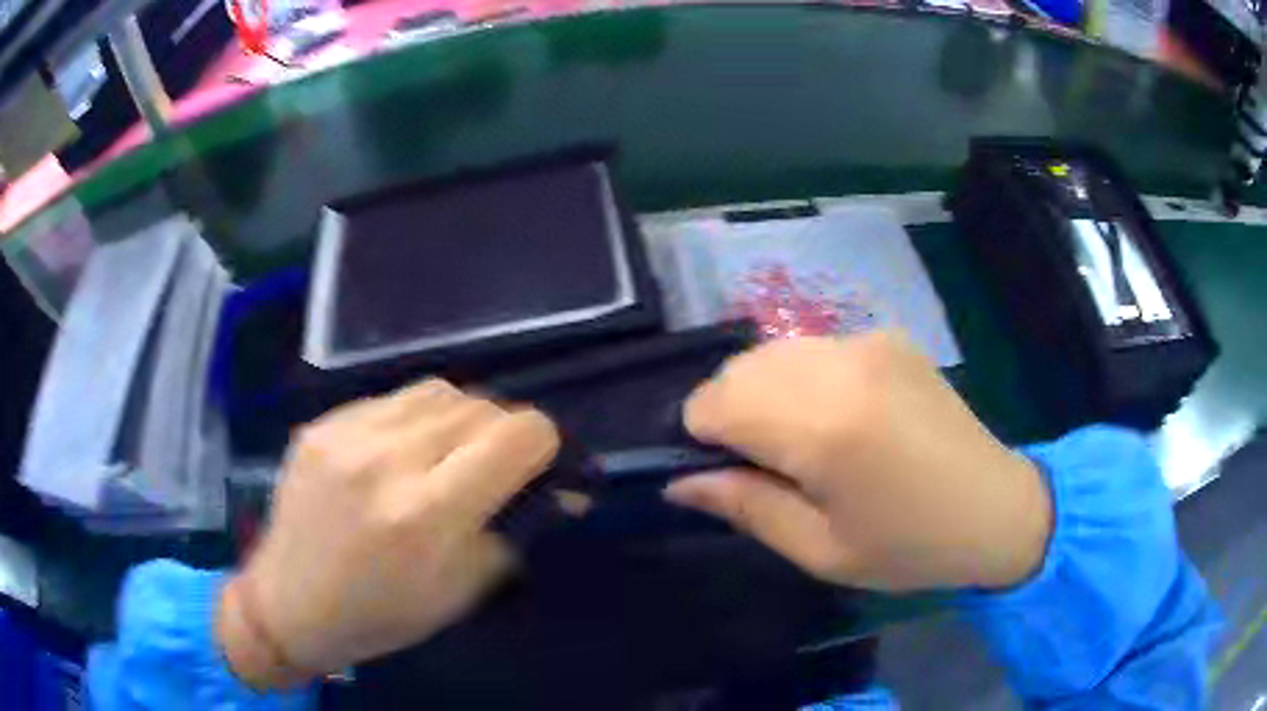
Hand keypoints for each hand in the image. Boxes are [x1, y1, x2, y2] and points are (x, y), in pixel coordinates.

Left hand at [216, 380, 559, 687]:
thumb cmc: (380, 615)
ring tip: (448, 452)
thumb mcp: (460, 592)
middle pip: (480, 405)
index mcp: (426, 513)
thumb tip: (564, 493)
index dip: (543, 445)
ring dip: (461, 417)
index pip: (518, 435)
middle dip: (503, 432)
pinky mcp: (322, 423)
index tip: (537, 468)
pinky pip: (391, 400)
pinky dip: (414, 419)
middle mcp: (387, 459)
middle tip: (494, 466)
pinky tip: (399, 453)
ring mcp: (347, 434)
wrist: (289, 604)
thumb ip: (514, 533)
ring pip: (438, 390)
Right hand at [665, 332, 1051, 592]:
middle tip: (763, 464)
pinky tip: (839, 416)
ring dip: (763, 391)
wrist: (995, 507)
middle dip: (729, 411)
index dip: (701, 436)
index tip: (726, 471)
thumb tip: (679, 481)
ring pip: (773, 351)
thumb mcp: (820, 550)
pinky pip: (815, 347)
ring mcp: (869, 340)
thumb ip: (745, 506)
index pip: (715, 401)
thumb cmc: (908, 545)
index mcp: (825, 426)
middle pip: (739, 368)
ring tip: (800, 441)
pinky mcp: (888, 336)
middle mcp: (842, 364)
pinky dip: (802, 377)